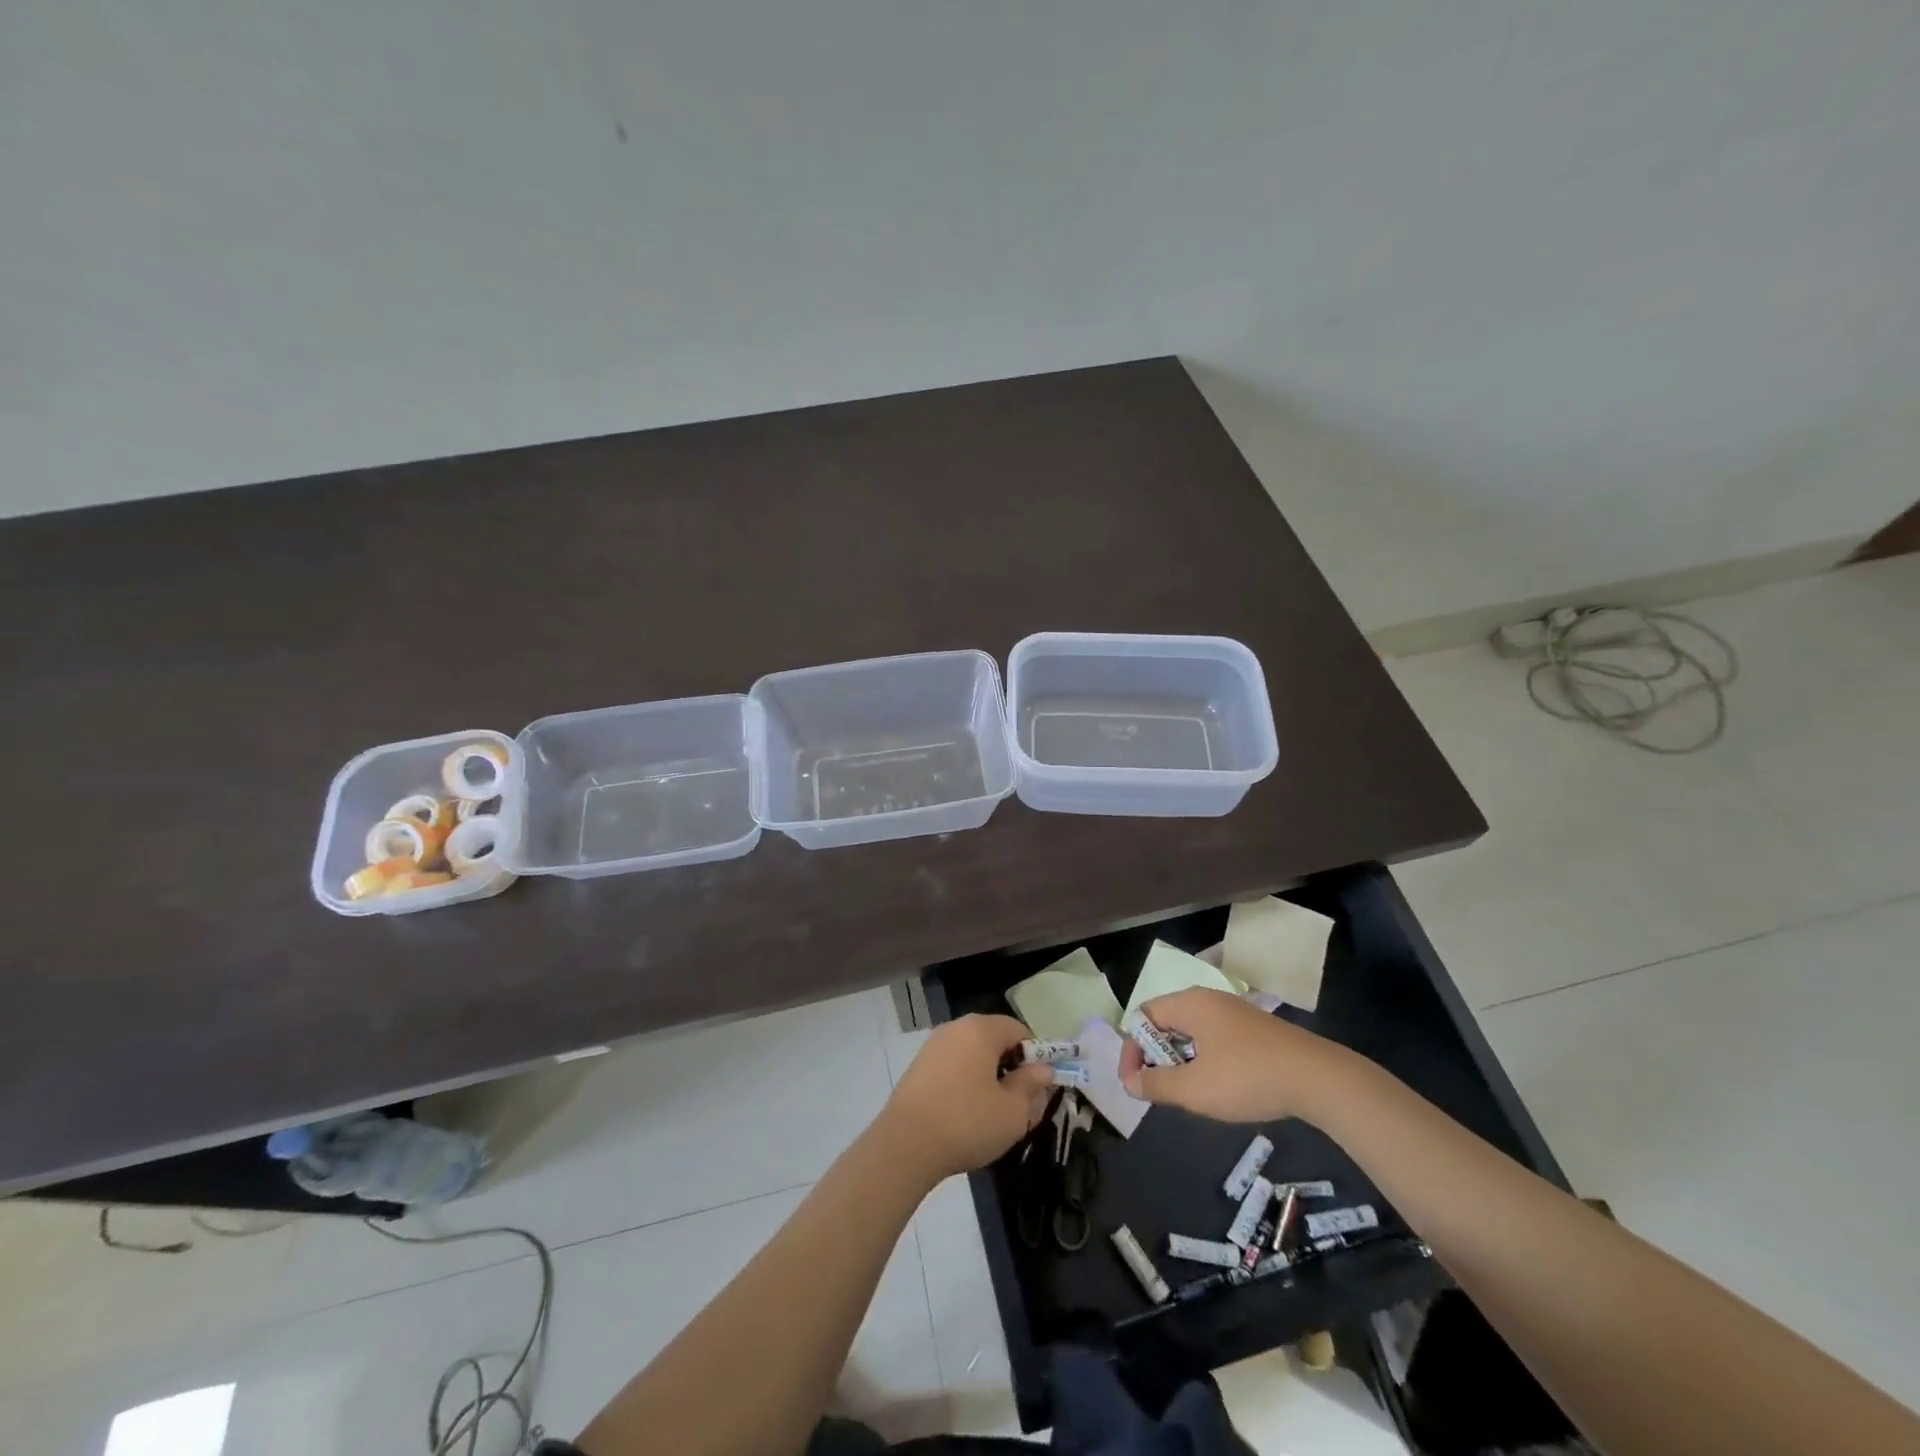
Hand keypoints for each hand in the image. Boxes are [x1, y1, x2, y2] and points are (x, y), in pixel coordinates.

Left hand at [880, 1014, 1053, 1182]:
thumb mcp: (1013, 1112)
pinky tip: (964, 1114)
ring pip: (973, 1055)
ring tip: (992, 1114)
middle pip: (994, 1040)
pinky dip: (965, 1083)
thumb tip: (1043, 1070)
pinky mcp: (918, 1066)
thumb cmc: (967, 1123)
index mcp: (981, 1029)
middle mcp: (955, 1028)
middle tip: (1018, 1105)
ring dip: (988, 1077)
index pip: (1019, 1030)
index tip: (1037, 1088)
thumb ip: (1031, 1086)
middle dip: (1011, 1069)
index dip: (1035, 1057)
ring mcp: (933, 1045)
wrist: (905, 1145)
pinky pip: (953, 1066)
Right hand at [1118, 988, 1348, 1123]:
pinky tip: (1220, 1087)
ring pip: (1192, 1033)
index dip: (1132, 1050)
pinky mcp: (1254, 1029)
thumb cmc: (1248, 1078)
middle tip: (1161, 1091)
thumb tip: (1130, 1082)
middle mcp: (1209, 1000)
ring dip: (1182, 1061)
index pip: (1144, 1016)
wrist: (1318, 1079)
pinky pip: (1214, 1038)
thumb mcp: (1195, 1089)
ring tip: (1190, 1093)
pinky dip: (1205, 1060)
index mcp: (1189, 1004)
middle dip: (1156, 1057)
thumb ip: (1156, 1085)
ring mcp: (1234, 1013)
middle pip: (1166, 1022)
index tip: (1135, 1085)